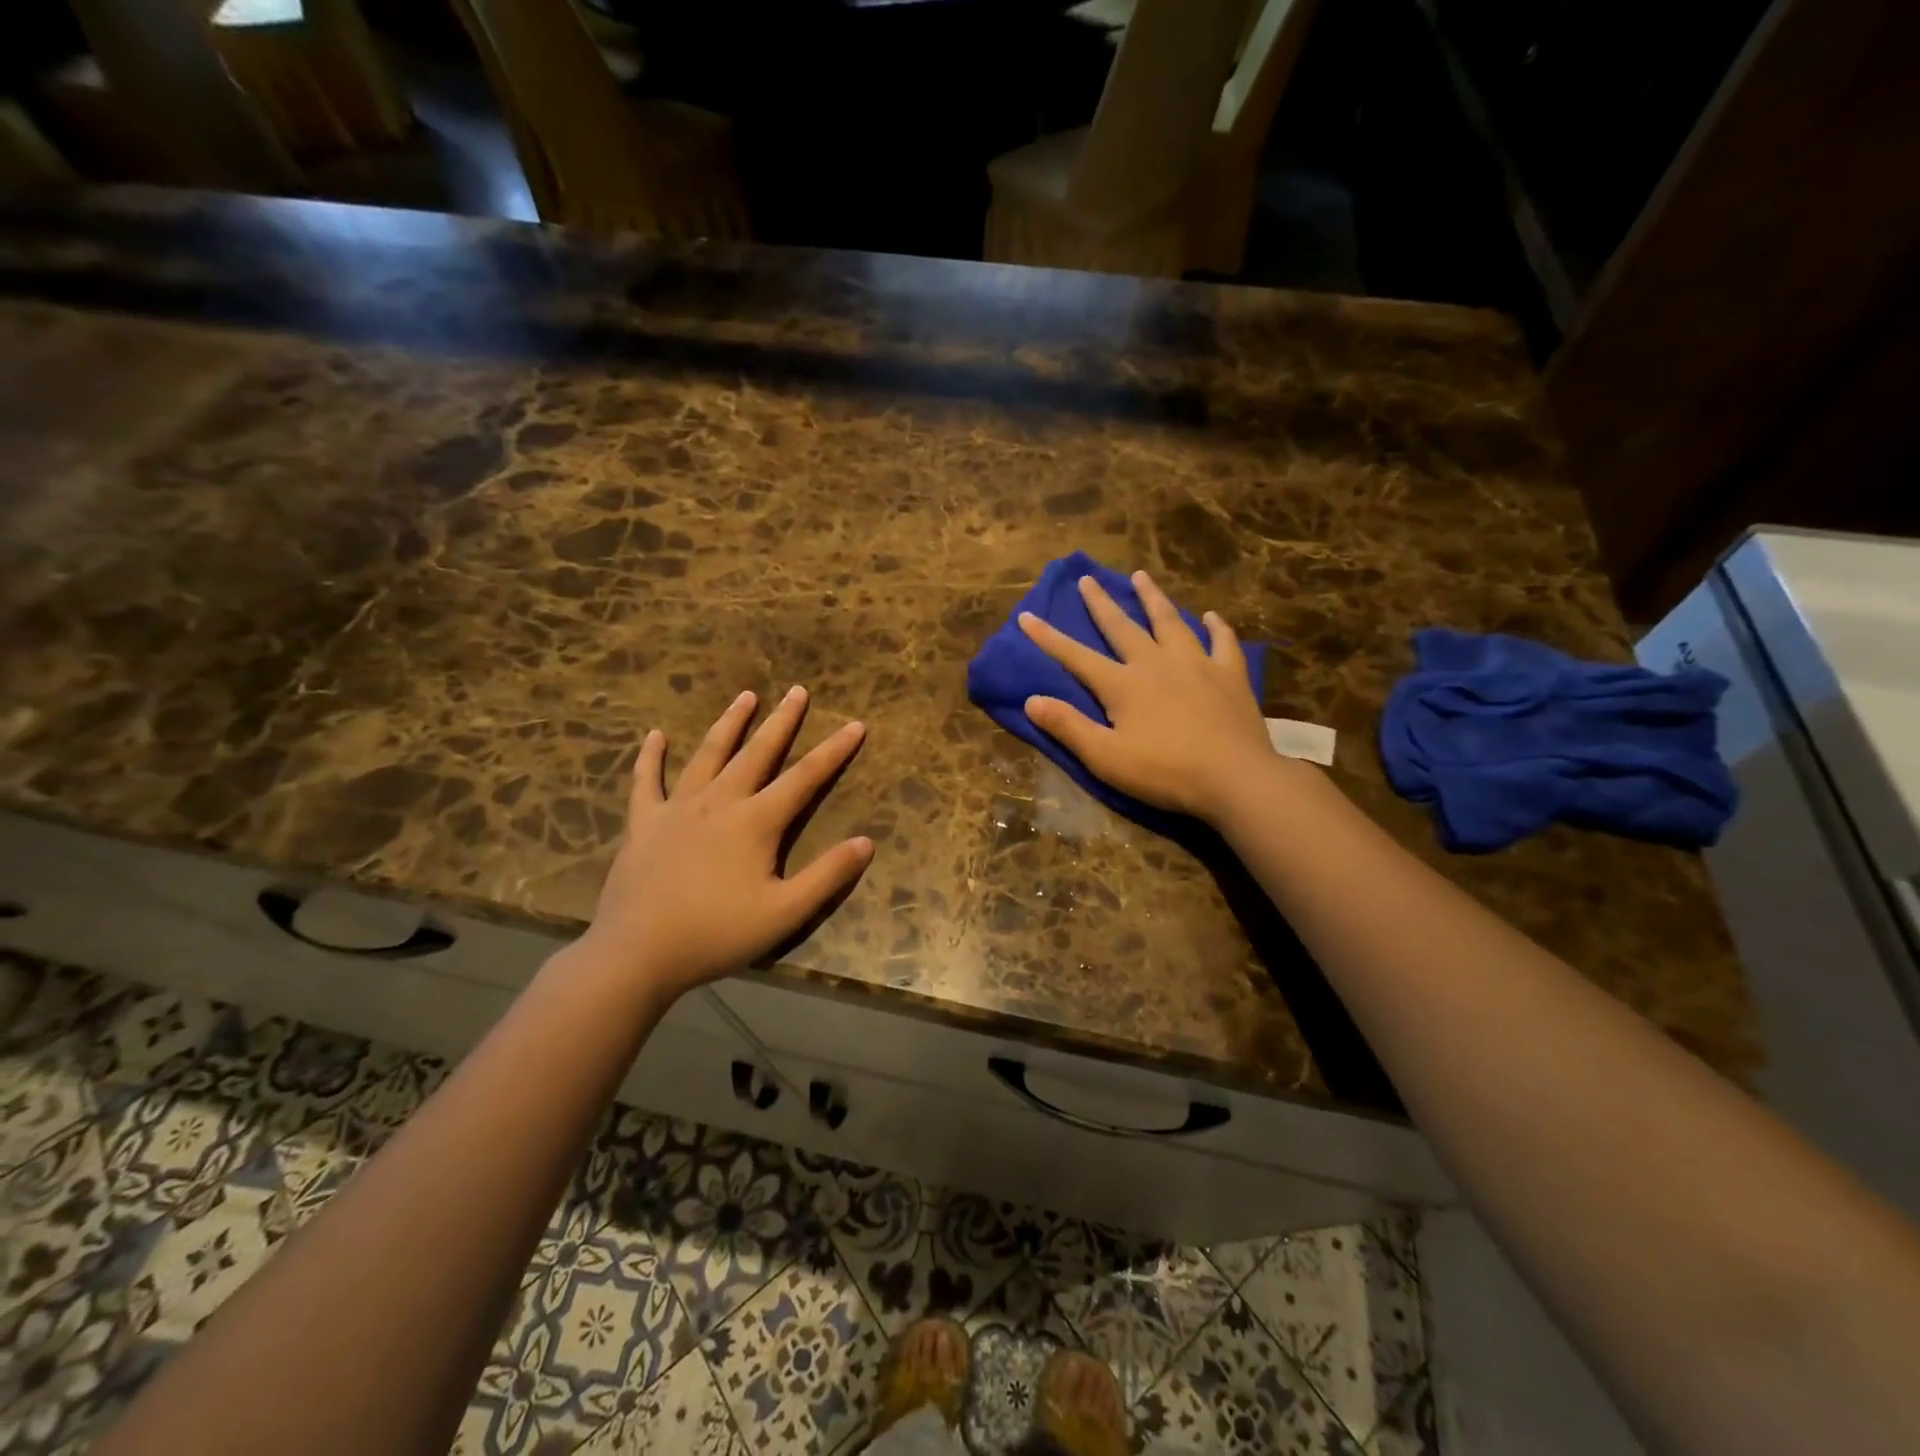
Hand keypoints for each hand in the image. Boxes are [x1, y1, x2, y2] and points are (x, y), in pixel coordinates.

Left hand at [575, 686, 872, 1000]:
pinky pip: (647, 781)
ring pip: (709, 755)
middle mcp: (720, 802)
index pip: (805, 777)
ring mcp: (677, 808)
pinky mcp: (644, 822)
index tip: (855, 725)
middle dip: (782, 721)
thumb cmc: (717, 934)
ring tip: (745, 696)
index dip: (834, 751)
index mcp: (756, 821)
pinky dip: (651, 757)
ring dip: (729, 724)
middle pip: (758, 752)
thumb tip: (867, 842)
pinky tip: (655, 736)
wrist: (638, 954)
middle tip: (797, 691)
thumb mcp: (785, 913)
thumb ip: (827, 875)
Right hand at [1019, 571, 1276, 822]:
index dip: (1049, 638)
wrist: (1235, 778)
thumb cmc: (1165, 772)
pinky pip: (1222, 642)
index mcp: (1123, 685)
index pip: (1076, 656)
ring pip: (1170, 622)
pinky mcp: (1230, 676)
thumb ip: (1068, 726)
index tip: (1027, 616)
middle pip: (1123, 627)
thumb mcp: (1105, 757)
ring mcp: (1197, 664)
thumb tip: (1031, 700)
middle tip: (1088, 579)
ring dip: (1153, 599)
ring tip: (1141, 576)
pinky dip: (1216, 627)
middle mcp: (1157, 663)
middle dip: (1101, 603)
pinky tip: (1211, 617)